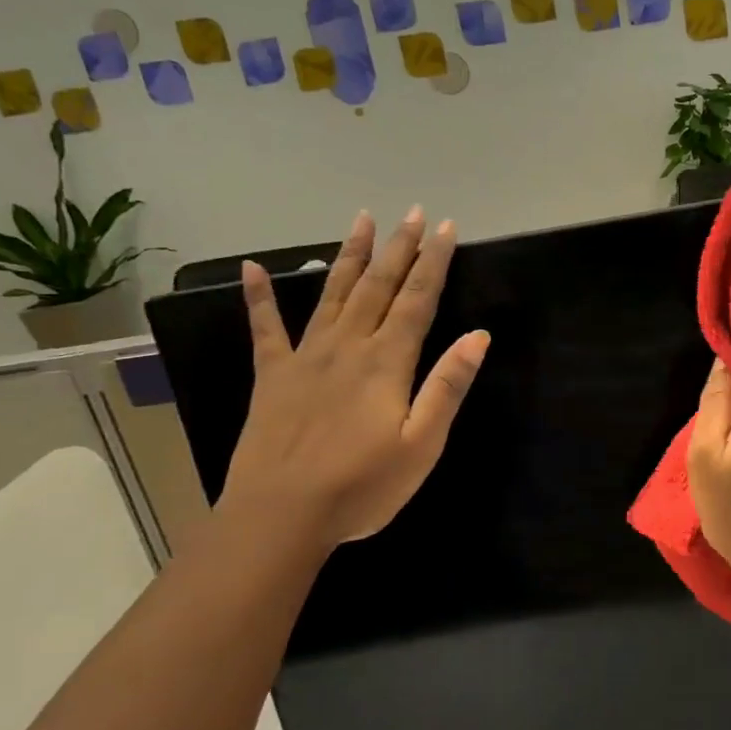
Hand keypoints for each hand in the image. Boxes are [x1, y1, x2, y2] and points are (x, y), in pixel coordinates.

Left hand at [218, 206, 488, 557]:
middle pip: (378, 286)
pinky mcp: (273, 376)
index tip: (445, 228)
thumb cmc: (362, 487)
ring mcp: (306, 357)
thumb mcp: (422, 444)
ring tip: (362, 219)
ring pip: (333, 293)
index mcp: (387, 362)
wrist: (280, 517)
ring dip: (351, 255)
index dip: (433, 262)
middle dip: (399, 247)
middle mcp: (348, 346)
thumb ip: (448, 386)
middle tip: (412, 212)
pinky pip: (265, 328)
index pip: (417, 300)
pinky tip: (253, 268)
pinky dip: (259, 297)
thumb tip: (478, 336)